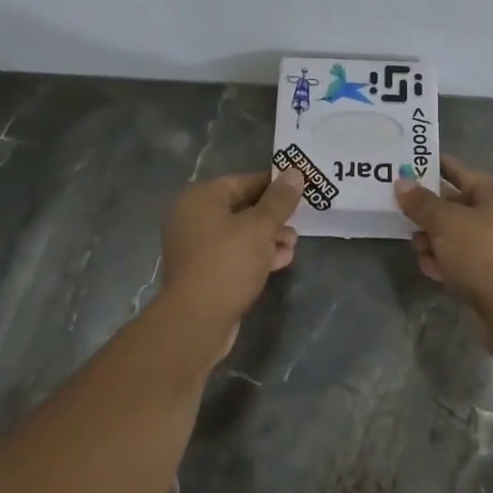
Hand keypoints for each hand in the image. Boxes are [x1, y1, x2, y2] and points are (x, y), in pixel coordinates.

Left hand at [157, 169, 303, 357]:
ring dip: (268, 237)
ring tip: (293, 243)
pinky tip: (282, 260)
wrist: (197, 320)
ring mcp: (196, 247)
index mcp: (200, 198)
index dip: (273, 185)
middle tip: (300, 220)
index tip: (300, 189)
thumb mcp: (260, 227)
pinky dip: (255, 254)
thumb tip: (294, 173)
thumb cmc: (228, 263)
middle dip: (272, 215)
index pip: (242, 181)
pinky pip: (234, 254)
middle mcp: (193, 218)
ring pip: (239, 233)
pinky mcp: (204, 272)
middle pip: (241, 207)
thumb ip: (279, 200)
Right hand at [395, 156, 492, 355]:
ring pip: (454, 235)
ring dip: (433, 242)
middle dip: (427, 213)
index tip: (404, 168)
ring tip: (419, 250)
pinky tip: (433, 271)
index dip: (431, 168)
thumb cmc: (483, 253)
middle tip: (401, 216)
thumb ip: (421, 203)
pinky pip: (461, 260)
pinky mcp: (492, 273)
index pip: (458, 171)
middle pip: (454, 205)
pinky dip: (446, 262)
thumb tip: (401, 182)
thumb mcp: (446, 223)